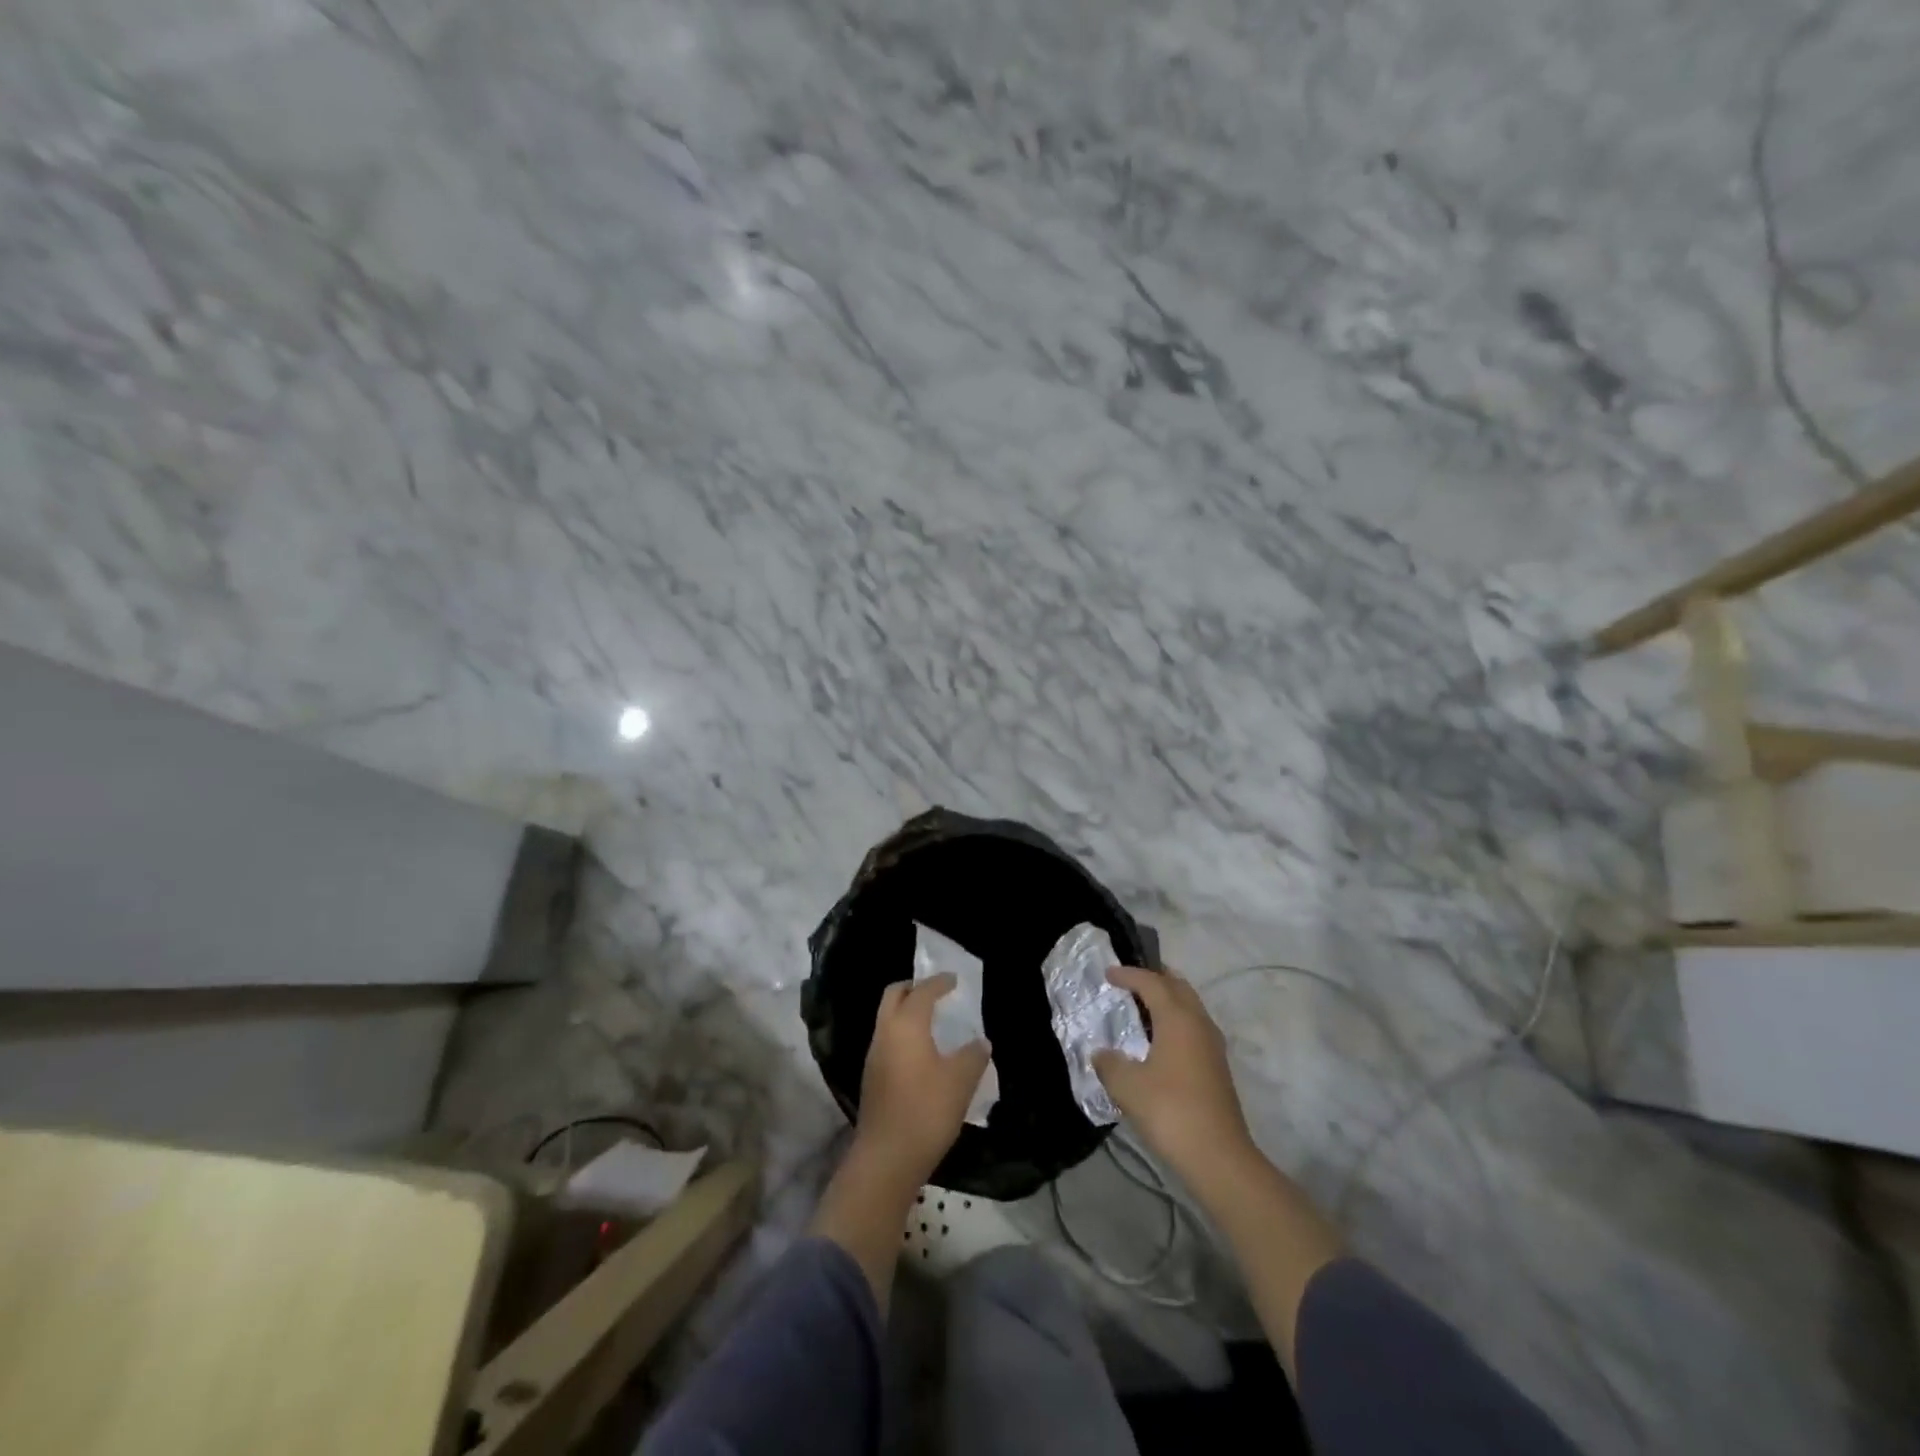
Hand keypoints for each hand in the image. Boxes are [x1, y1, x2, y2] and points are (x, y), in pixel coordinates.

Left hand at [855, 974, 990, 1184]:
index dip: (939, 982)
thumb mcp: (960, 1081)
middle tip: (935, 992)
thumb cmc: (926, 1110)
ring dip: (906, 1012)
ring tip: (931, 1021)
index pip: (922, 991)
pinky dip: (902, 1033)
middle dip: (913, 988)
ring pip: (887, 1018)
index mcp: (907, 1024)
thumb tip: (980, 1042)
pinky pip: (887, 1040)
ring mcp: (874, 1055)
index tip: (953, 980)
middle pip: (894, 995)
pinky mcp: (871, 1077)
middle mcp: (885, 1032)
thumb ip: (973, 1055)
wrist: (886, 1157)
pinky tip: (921, 1052)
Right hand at [1095, 966, 1253, 1182]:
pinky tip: (1159, 1041)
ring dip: (1167, 1000)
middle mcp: (1199, 1023)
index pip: (1152, 982)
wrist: (1219, 1157)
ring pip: (1190, 1007)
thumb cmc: (1170, 1111)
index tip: (1109, 973)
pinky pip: (1194, 1027)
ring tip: (1142, 1008)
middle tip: (1130, 980)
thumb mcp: (1127, 1086)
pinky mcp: (1217, 1067)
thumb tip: (1102, 1053)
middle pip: (1178, 987)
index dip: (1129, 974)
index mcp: (1178, 1018)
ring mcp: (1212, 1045)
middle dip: (1155, 979)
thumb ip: (1110, 1063)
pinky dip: (1175, 1021)